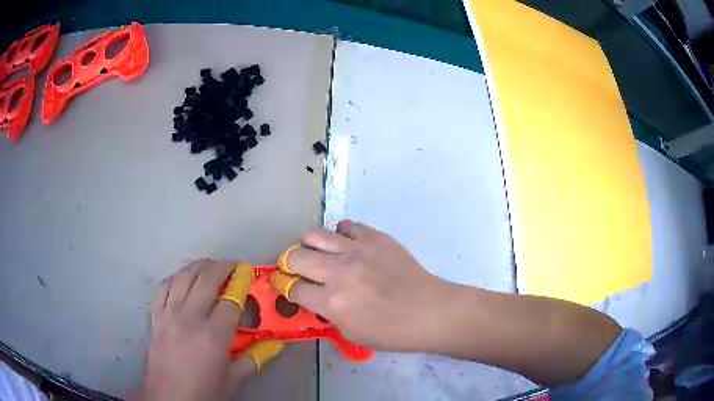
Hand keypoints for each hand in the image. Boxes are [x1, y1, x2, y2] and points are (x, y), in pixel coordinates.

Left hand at [131, 260, 281, 400]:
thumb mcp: (234, 378)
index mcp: (213, 336)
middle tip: (232, 265)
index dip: (241, 283)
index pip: (230, 300)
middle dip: (222, 267)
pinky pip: (163, 288)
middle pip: (206, 280)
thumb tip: (275, 343)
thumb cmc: (205, 390)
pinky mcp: (155, 317)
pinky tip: (182, 279)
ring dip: (198, 266)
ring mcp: (169, 315)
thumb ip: (254, 357)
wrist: (170, 397)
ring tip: (209, 265)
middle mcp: (189, 318)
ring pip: (182, 278)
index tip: (247, 273)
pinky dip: (174, 278)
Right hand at [273, 220, 453, 351]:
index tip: (282, 283)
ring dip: (309, 244)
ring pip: (315, 234)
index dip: (283, 286)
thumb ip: (328, 313)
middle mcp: (338, 272)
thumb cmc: (392, 331)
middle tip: (295, 268)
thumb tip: (316, 296)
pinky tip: (347, 245)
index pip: (293, 288)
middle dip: (288, 263)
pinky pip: (347, 226)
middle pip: (295, 257)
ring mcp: (357, 250)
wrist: (429, 311)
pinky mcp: (375, 237)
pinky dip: (341, 235)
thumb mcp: (351, 333)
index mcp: (332, 302)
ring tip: (317, 252)